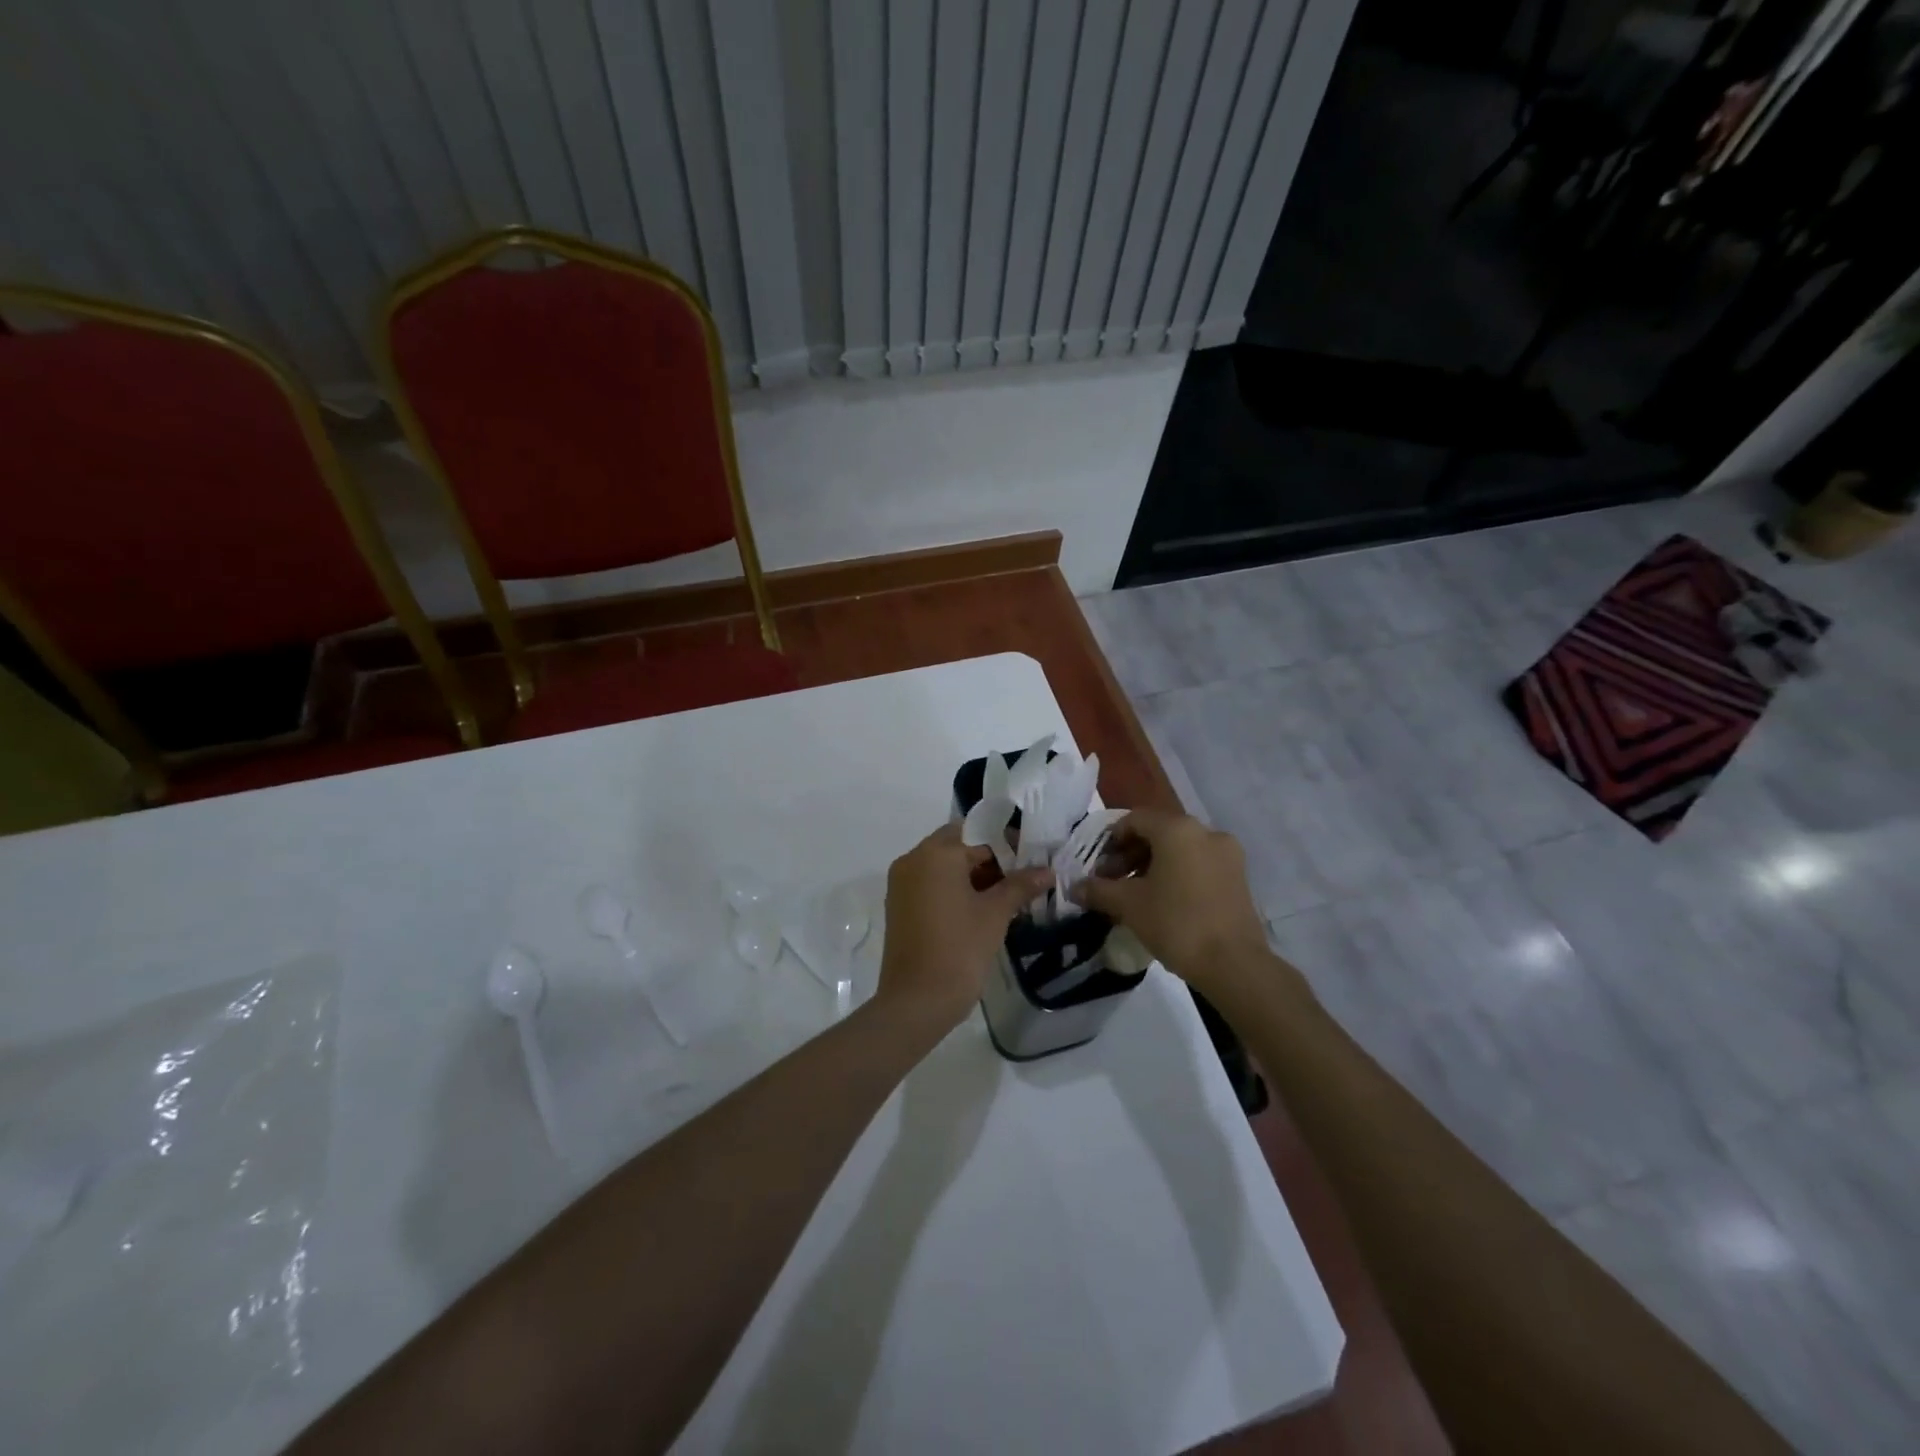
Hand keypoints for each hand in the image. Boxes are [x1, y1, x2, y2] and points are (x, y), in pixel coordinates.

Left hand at [878, 824, 1051, 1028]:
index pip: (978, 835)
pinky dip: (953, 889)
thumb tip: (1047, 871)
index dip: (1007, 846)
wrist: (917, 1001)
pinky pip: (931, 884)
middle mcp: (913, 860)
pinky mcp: (899, 905)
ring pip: (943, 866)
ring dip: (972, 875)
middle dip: (989, 859)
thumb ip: (1020, 885)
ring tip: (1005, 895)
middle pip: (958, 846)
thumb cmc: (959, 949)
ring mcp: (902, 884)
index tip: (1031, 861)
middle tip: (1020, 878)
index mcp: (935, 854)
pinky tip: (980, 909)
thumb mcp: (995, 914)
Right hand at [1069, 810, 1272, 997]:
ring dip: (1153, 865)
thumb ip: (1098, 890)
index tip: (1098, 867)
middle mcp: (1206, 831)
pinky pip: (1199, 864)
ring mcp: (1227, 854)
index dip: (1111, 841)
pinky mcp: (1239, 877)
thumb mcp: (1129, 905)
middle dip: (1131, 854)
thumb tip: (1074, 887)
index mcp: (1177, 829)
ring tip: (1136, 895)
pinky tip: (1165, 901)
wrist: (1233, 964)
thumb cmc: (1176, 923)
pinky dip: (1178, 874)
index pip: (1135, 820)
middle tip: (1113, 882)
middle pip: (1158, 832)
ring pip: (1180, 849)